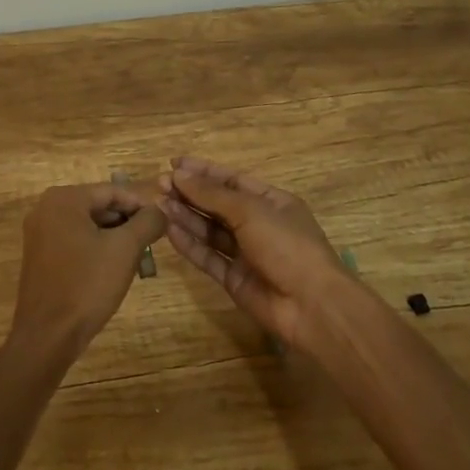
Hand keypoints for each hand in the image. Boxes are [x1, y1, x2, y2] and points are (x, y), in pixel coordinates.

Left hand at [9, 183, 167, 362]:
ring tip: (138, 258)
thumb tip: (161, 210)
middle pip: (98, 206)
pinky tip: (113, 269)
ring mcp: (39, 233)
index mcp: (64, 199)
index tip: (162, 222)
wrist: (47, 336)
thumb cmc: (87, 284)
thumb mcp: (125, 249)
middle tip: (151, 242)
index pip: (112, 191)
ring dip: (114, 238)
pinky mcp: (39, 256)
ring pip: (87, 226)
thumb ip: (147, 222)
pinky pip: (74, 242)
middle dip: (127, 223)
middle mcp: (46, 208)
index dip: (141, 205)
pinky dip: (95, 249)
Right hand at [158, 156, 352, 348]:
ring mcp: (246, 253)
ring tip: (158, 204)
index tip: (174, 164)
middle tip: (159, 185)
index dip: (203, 171)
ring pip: (210, 230)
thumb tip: (180, 175)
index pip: (232, 180)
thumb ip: (212, 194)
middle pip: (218, 204)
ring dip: (185, 216)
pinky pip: (208, 257)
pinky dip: (189, 244)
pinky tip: (169, 231)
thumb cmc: (286, 245)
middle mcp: (258, 224)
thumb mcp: (250, 210)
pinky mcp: (234, 279)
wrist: (311, 306)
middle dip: (190, 193)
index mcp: (271, 201)